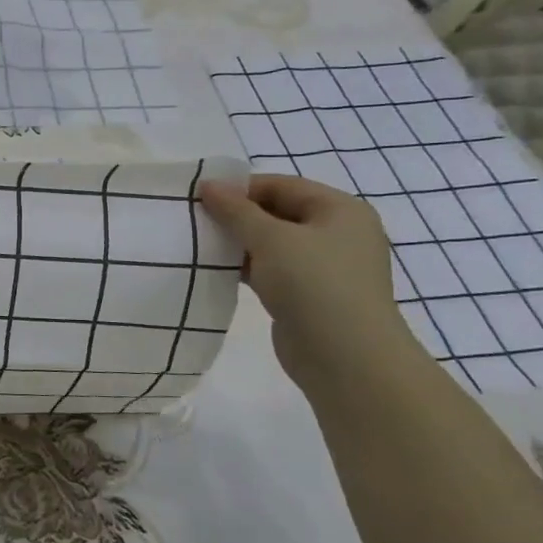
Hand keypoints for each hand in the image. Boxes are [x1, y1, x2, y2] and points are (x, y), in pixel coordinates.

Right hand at [199, 174, 421, 389]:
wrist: (346, 358)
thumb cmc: (314, 284)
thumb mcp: (270, 239)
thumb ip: (236, 210)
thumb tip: (208, 185)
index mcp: (340, 210)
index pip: (282, 186)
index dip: (241, 188)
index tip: (200, 197)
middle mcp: (337, 233)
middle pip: (278, 212)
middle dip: (238, 216)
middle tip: (196, 221)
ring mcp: (325, 267)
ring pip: (273, 243)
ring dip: (240, 243)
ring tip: (202, 245)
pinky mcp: (310, 295)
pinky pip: (273, 270)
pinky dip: (248, 267)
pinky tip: (219, 271)